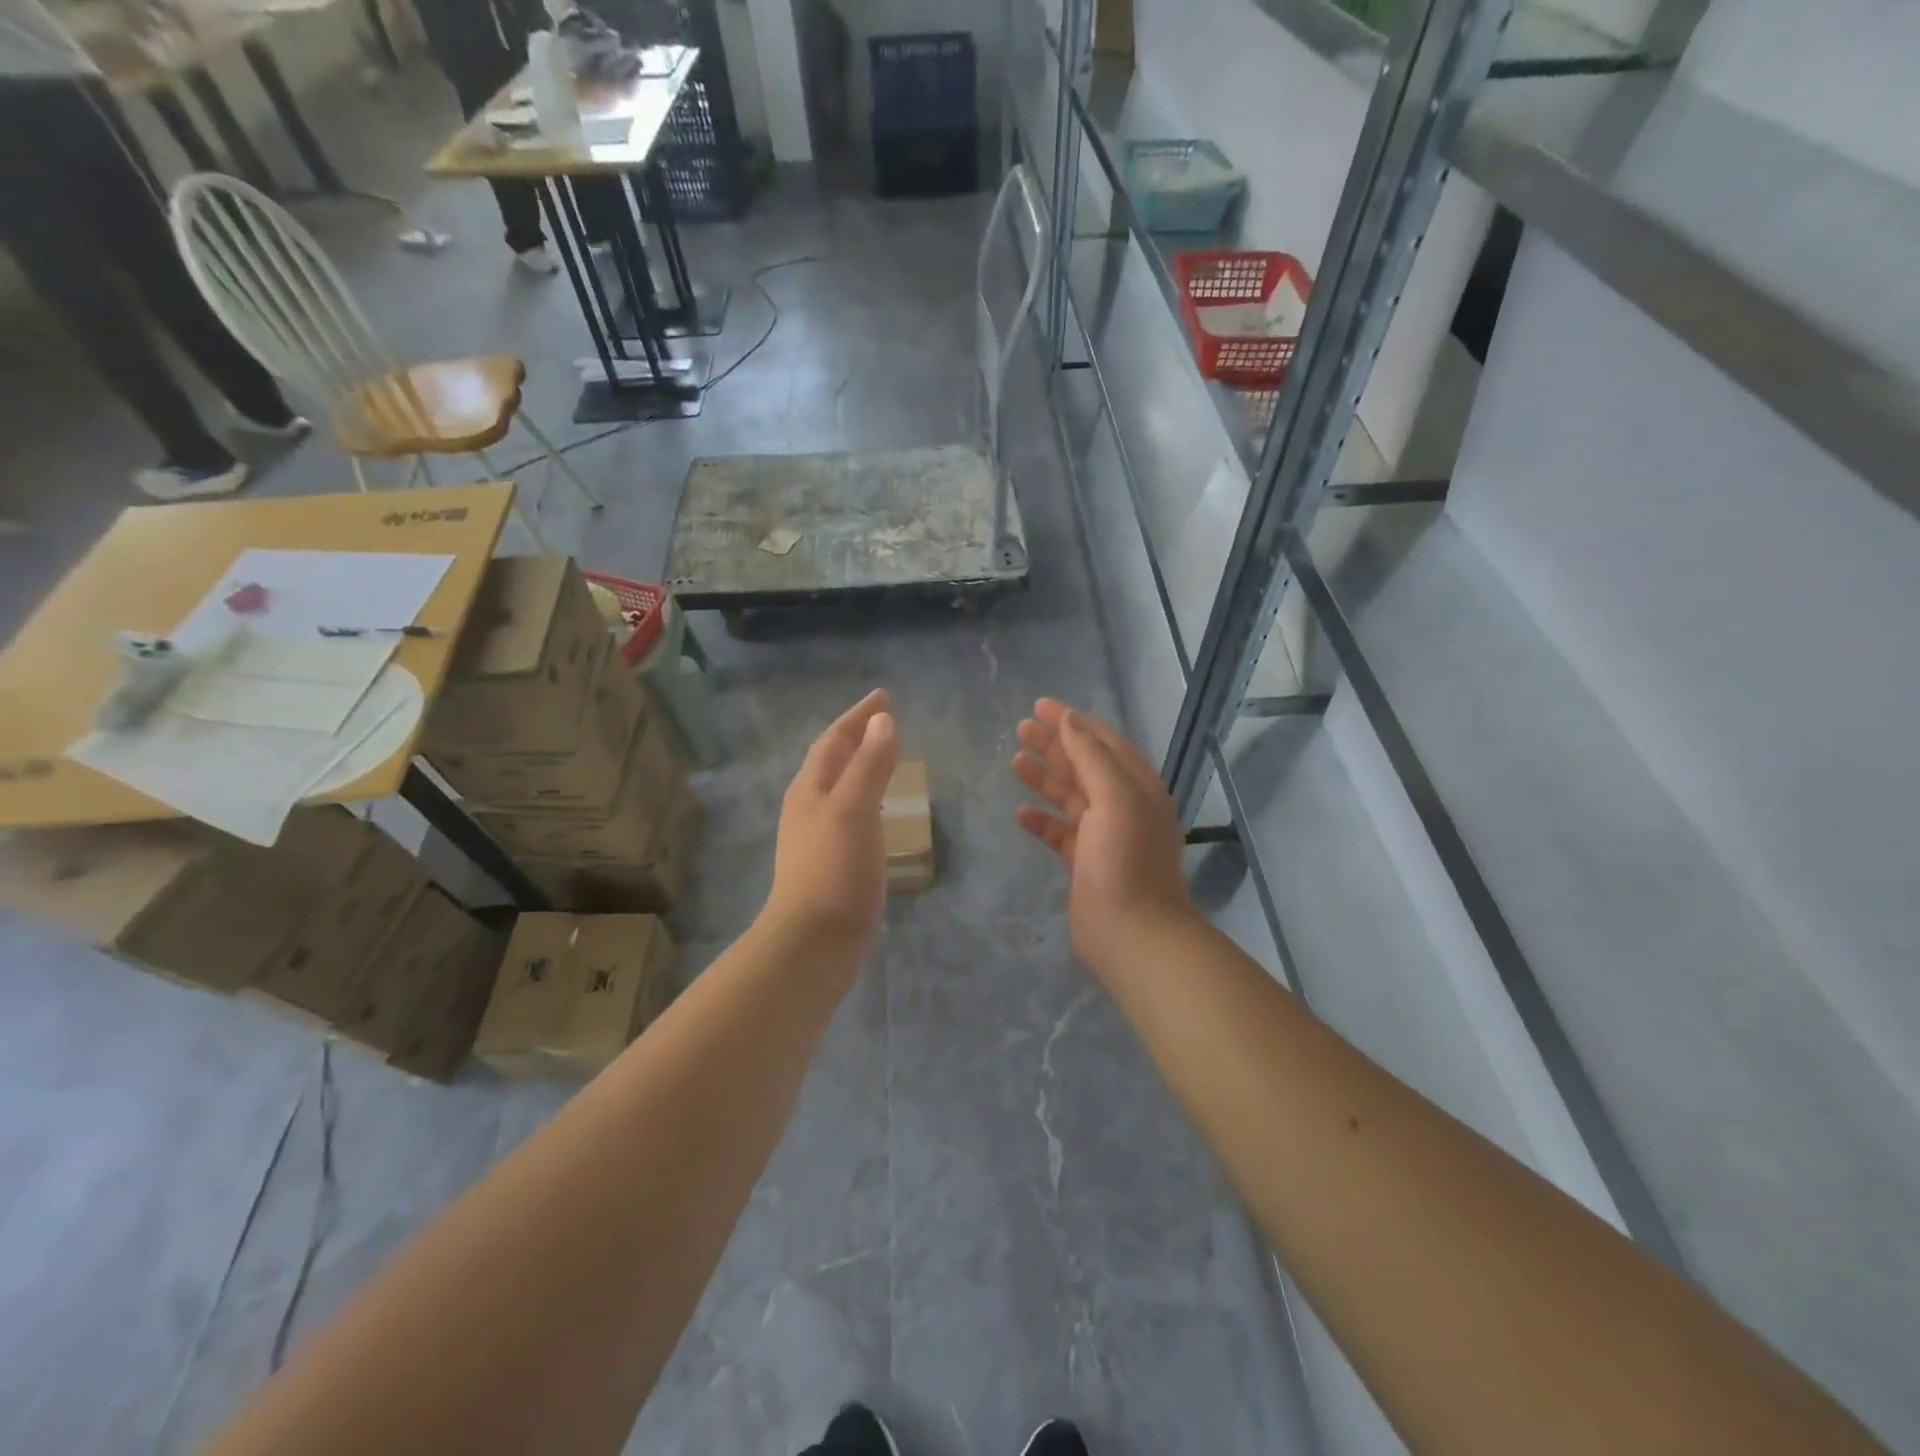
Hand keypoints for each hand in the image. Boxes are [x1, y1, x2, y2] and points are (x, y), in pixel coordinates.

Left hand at [763, 689, 899, 959]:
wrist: (813, 942)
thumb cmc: (834, 870)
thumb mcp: (854, 809)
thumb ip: (869, 764)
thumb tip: (882, 721)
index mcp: (811, 789)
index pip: (834, 739)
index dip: (858, 716)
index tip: (884, 696)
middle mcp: (809, 807)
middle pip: (832, 760)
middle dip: (857, 736)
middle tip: (887, 721)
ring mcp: (817, 836)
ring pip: (840, 787)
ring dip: (861, 766)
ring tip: (885, 757)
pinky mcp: (831, 862)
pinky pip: (851, 814)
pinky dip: (867, 798)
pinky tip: (879, 812)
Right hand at [1012, 698, 1193, 976]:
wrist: (1132, 933)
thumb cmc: (1125, 859)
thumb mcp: (1114, 797)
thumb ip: (1092, 755)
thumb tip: (1071, 719)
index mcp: (1137, 787)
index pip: (1104, 742)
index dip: (1074, 721)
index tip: (1041, 705)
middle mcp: (1123, 807)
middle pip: (1085, 765)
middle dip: (1055, 745)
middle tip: (1020, 728)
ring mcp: (1104, 836)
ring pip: (1070, 797)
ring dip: (1045, 777)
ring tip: (1015, 759)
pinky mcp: (1085, 863)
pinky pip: (1060, 833)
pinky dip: (1042, 819)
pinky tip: (1020, 812)